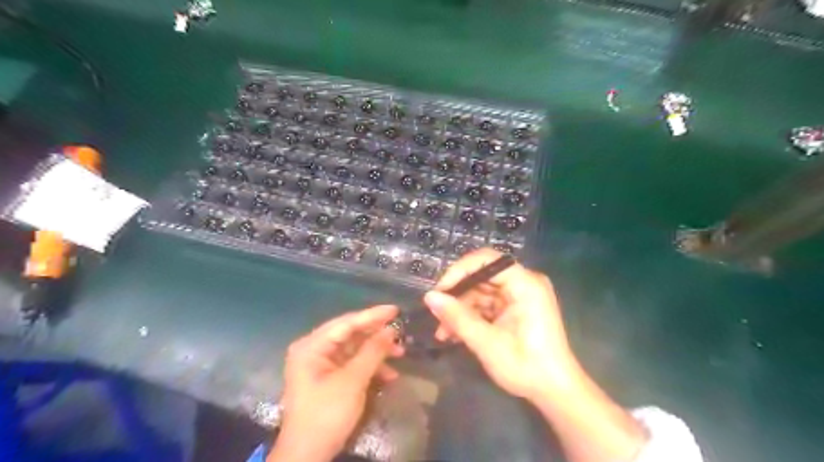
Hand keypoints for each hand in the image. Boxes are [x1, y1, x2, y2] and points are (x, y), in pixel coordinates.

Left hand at [271, 306, 403, 458]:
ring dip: (377, 352)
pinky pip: (353, 364)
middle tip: (400, 332)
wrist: (307, 456)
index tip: (395, 309)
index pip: (346, 323)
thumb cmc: (326, 414)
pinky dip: (370, 368)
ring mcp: (322, 365)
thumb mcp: (352, 381)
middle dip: (377, 335)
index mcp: (312, 346)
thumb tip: (391, 330)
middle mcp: (315, 350)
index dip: (372, 315)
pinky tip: (389, 375)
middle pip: (351, 334)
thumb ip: (372, 352)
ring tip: (400, 354)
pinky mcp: (330, 378)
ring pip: (354, 349)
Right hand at [429, 248, 574, 401]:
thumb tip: (429, 296)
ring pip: (480, 291)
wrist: (555, 392)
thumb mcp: (487, 343)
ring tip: (442, 331)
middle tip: (436, 314)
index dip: (459, 271)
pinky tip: (453, 333)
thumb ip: (457, 317)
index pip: (487, 260)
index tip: (440, 291)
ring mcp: (519, 295)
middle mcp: (523, 283)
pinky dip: (470, 316)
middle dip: (457, 295)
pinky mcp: (514, 308)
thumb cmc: (526, 366)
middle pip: (482, 276)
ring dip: (460, 309)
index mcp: (525, 284)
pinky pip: (486, 304)